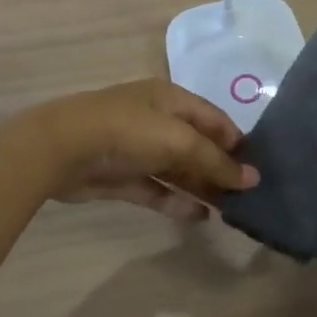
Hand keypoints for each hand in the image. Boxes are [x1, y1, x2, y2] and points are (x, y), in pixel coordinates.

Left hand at [18, 79, 258, 222]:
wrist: (60, 149)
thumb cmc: (127, 131)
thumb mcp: (178, 140)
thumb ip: (216, 160)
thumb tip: (252, 178)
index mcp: (171, 99)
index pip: (213, 118)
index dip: (235, 140)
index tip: (256, 167)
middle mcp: (156, 120)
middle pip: (196, 145)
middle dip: (219, 168)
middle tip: (246, 195)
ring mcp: (137, 149)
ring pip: (177, 170)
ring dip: (201, 187)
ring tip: (228, 210)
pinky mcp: (121, 177)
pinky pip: (156, 189)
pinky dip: (176, 201)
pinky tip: (199, 217)